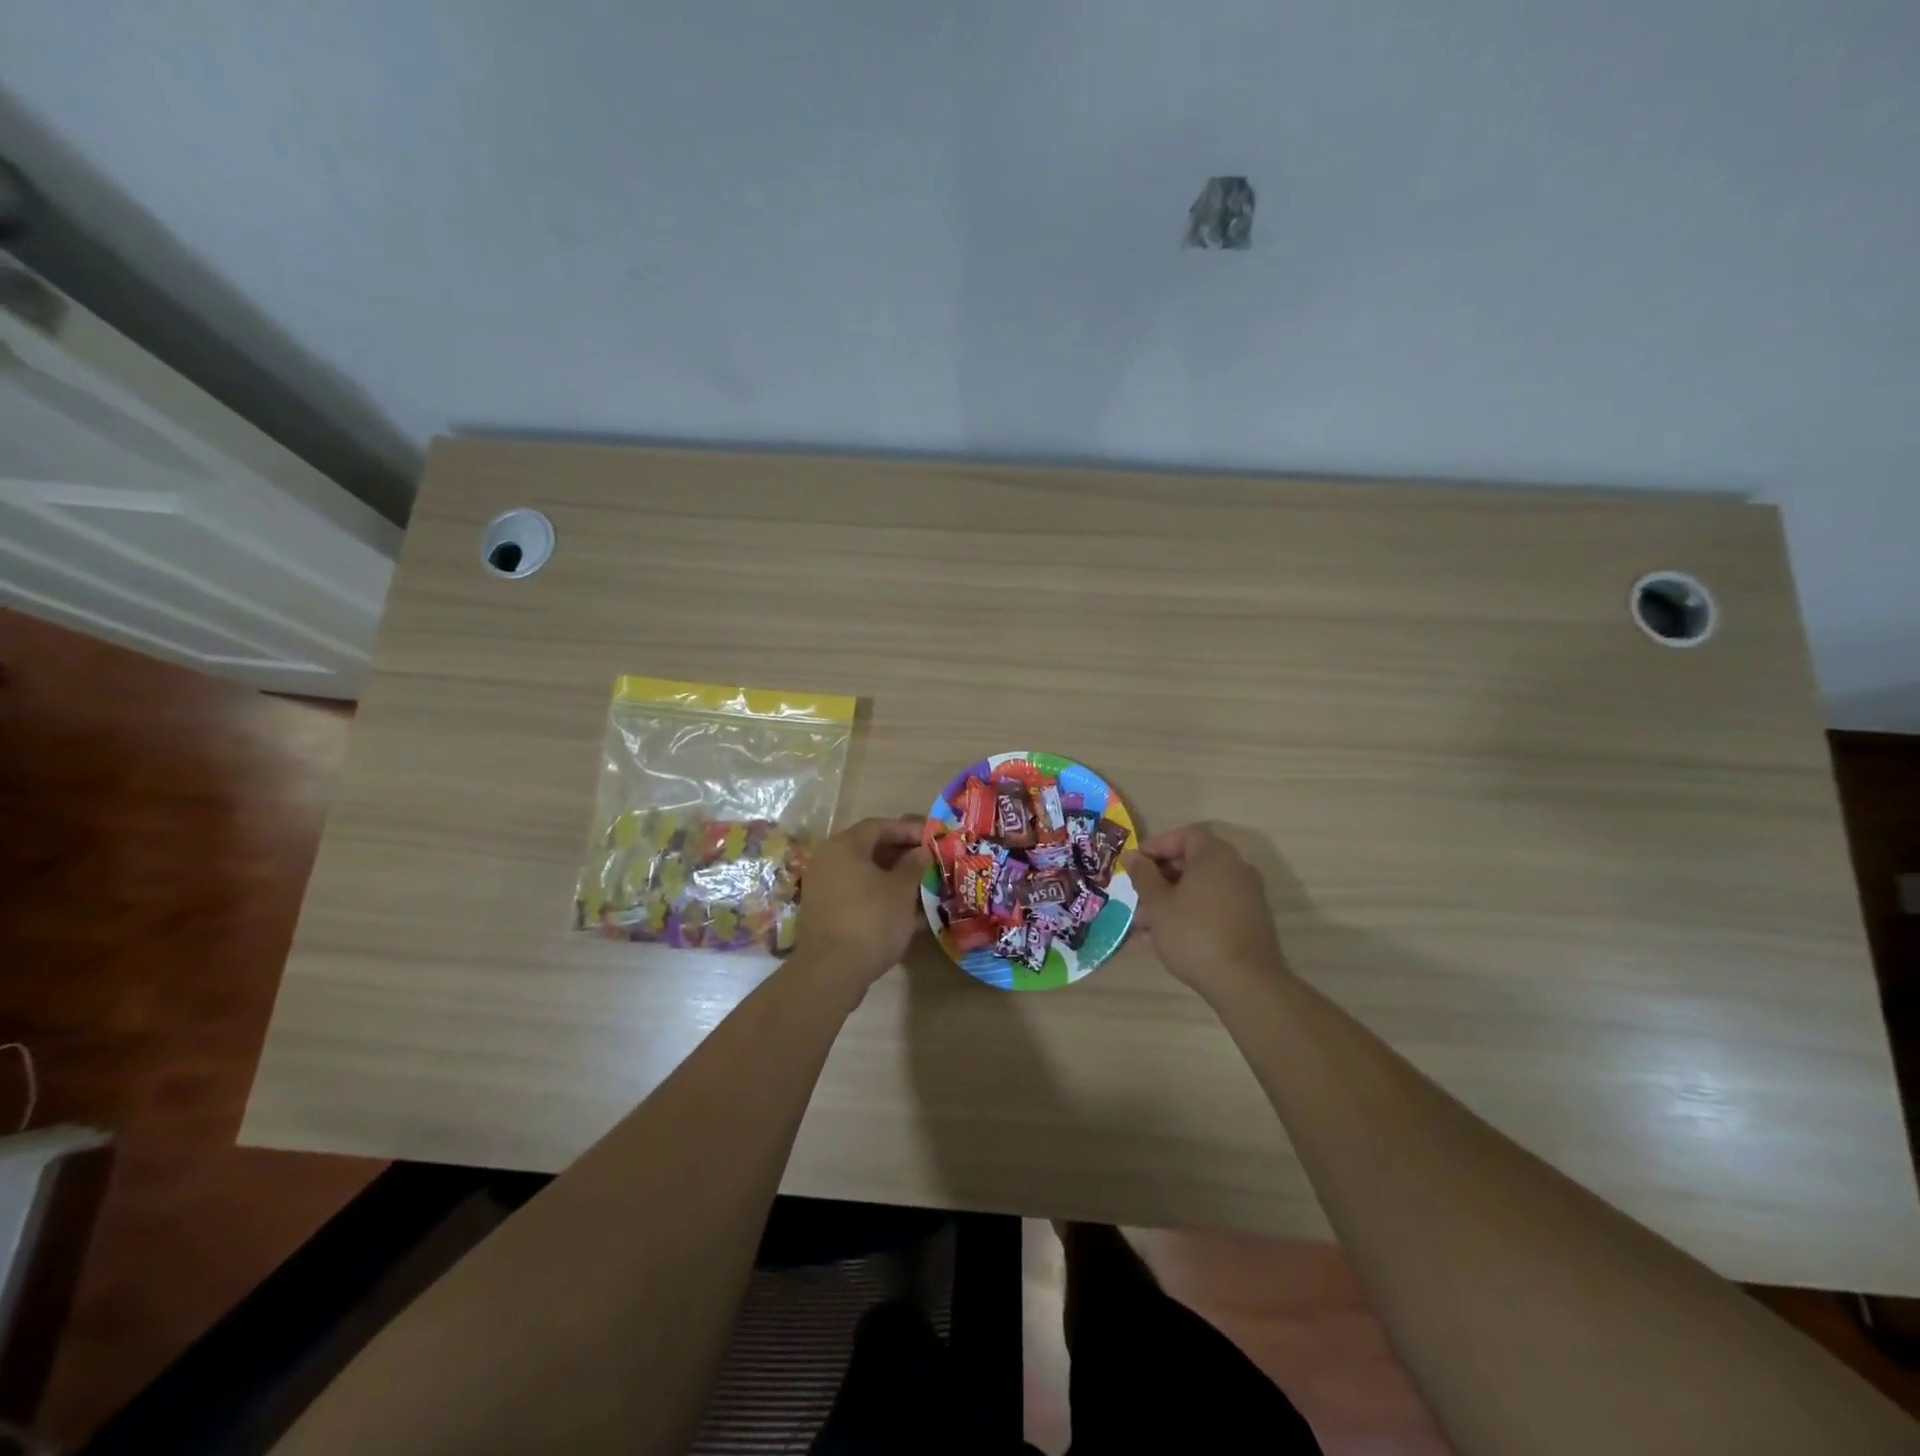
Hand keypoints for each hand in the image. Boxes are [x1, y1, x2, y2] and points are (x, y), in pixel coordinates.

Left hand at [793, 817, 931, 989]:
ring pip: (865, 875)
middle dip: (902, 855)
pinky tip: (905, 914)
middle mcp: (828, 861)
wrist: (831, 972)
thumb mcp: (902, 890)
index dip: (907, 830)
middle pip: (869, 849)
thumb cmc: (871, 920)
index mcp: (844, 846)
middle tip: (929, 862)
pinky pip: (857, 895)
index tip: (932, 838)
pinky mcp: (824, 913)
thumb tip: (922, 851)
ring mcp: (822, 888)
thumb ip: (914, 864)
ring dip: (893, 879)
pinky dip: (880, 898)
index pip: (879, 826)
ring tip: (922, 888)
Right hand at [1128, 824, 1286, 1004]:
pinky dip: (1190, 914)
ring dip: (1171, 900)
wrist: (1245, 983)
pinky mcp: (1250, 922)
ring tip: (1144, 925)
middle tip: (1137, 895)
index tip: (1135, 864)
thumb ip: (1143, 875)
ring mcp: (1246, 896)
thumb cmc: (1194, 934)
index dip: (1156, 845)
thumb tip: (1132, 856)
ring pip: (1200, 889)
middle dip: (1160, 877)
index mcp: (1215, 856)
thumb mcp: (1158, 904)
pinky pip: (1213, 907)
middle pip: (1193, 862)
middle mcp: (1236, 869)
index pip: (1184, 835)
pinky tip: (1165, 938)